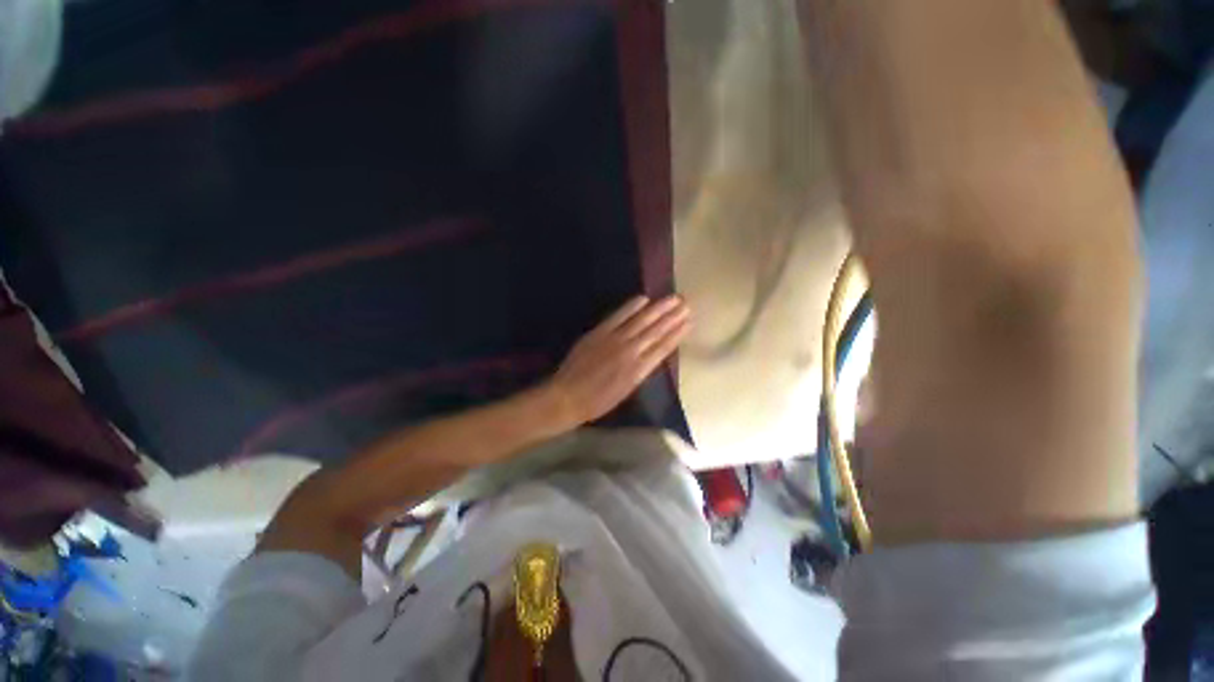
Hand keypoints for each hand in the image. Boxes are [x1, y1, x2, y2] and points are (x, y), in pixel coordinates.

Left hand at [544, 295, 690, 426]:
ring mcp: (614, 340)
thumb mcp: (627, 391)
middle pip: (656, 330)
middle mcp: (631, 352)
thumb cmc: (599, 401)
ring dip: (659, 308)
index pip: (664, 347)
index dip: (678, 333)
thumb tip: (653, 353)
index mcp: (639, 370)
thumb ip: (641, 370)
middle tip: (686, 303)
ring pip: (642, 321)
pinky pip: (618, 316)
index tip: (689, 321)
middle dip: (673, 316)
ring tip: (673, 298)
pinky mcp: (599, 332)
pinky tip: (643, 298)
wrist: (568, 397)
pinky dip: (631, 307)